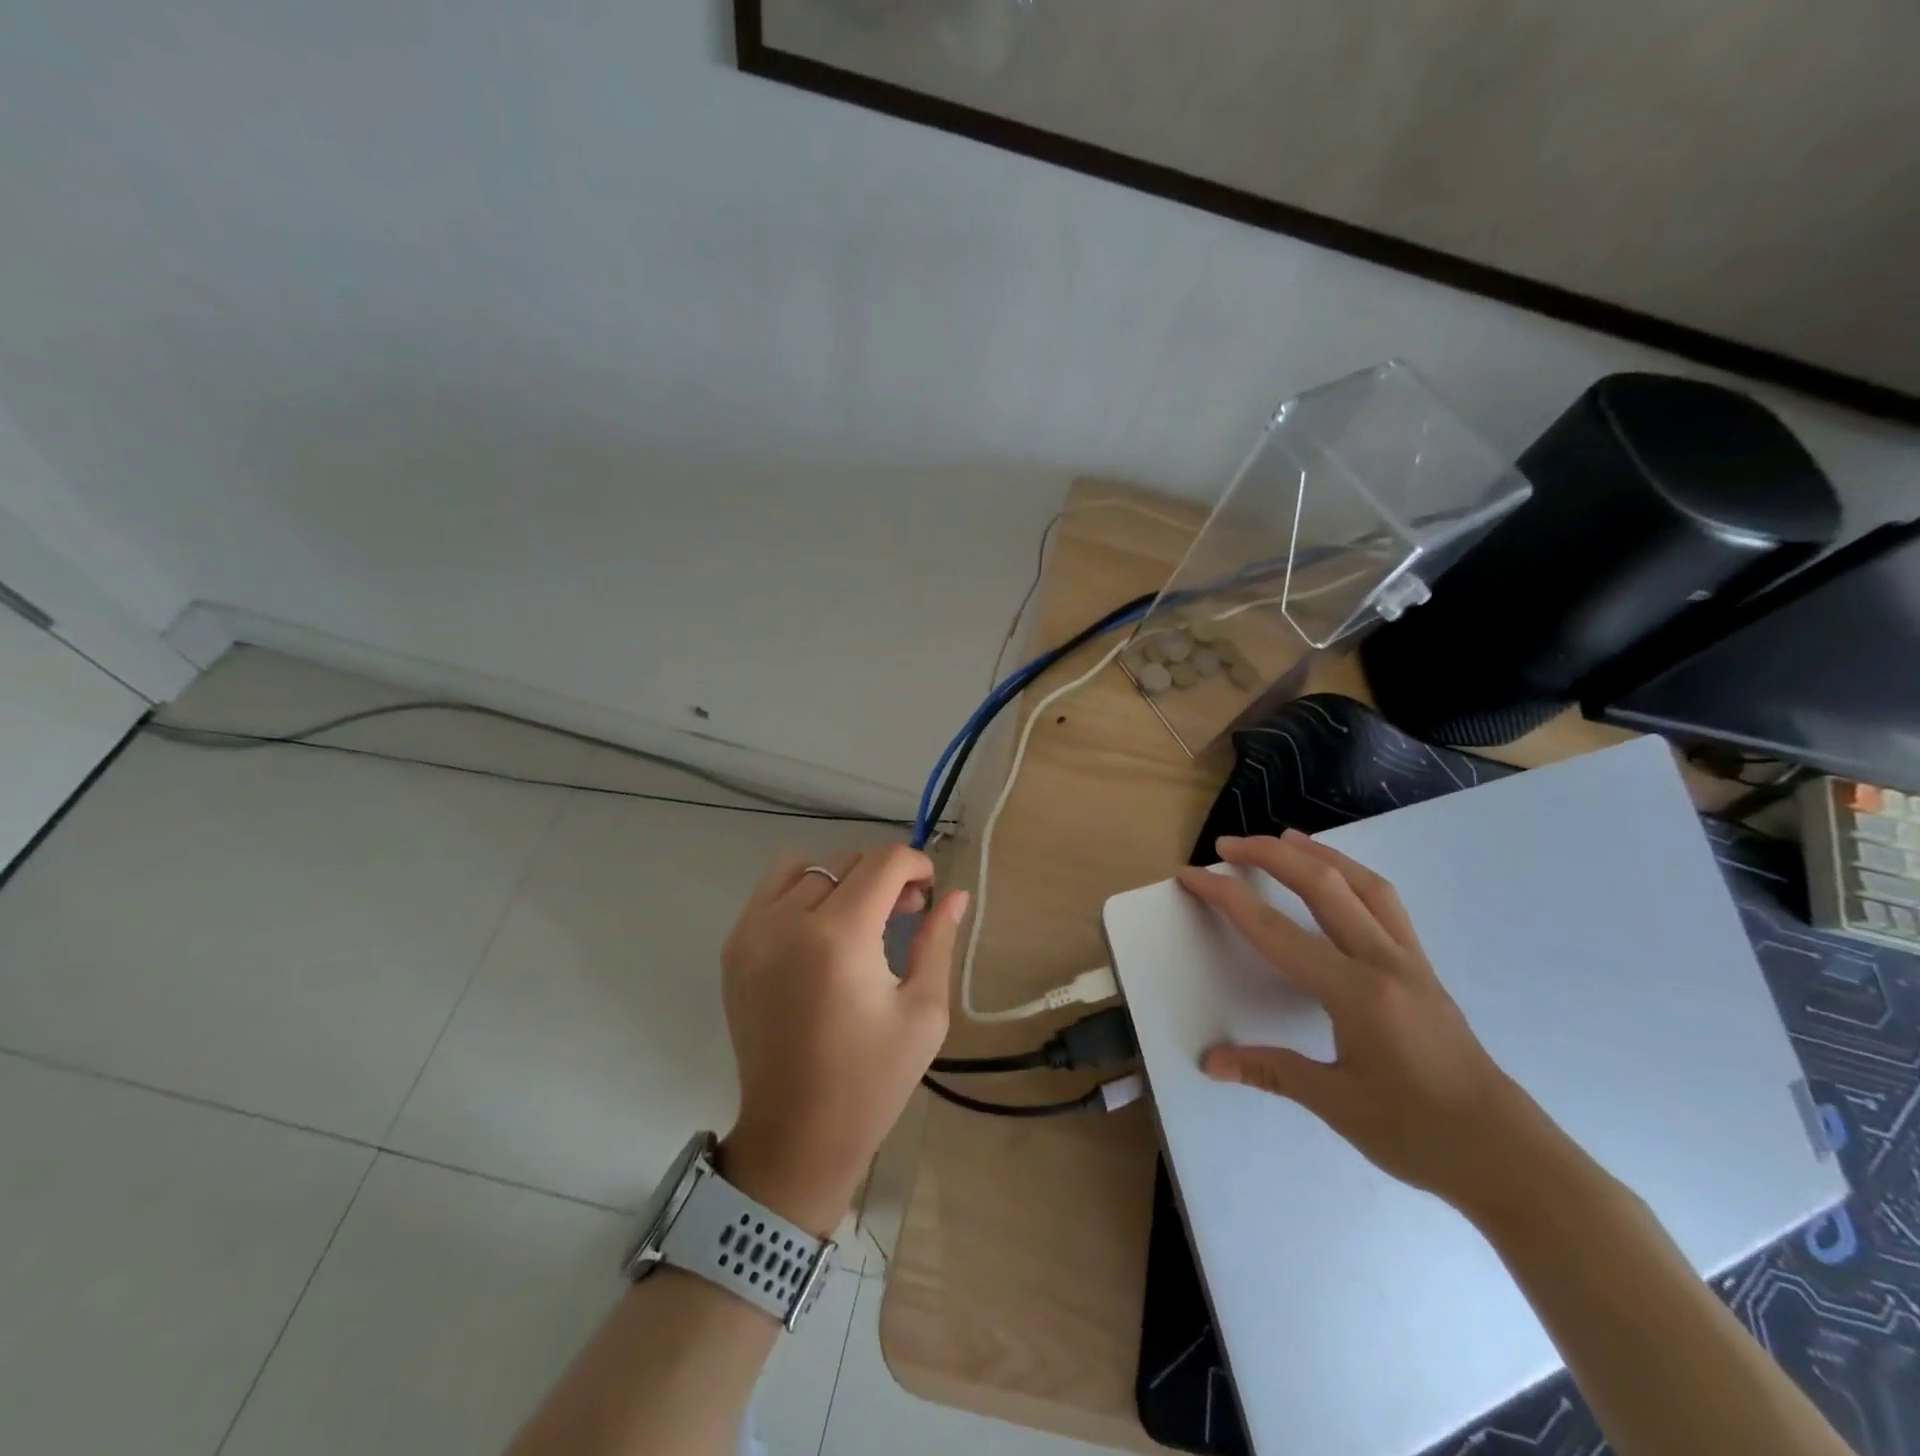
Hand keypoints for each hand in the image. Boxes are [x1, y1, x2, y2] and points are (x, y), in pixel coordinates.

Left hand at [718, 844, 968, 1234]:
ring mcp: (752, 932)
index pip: (883, 863)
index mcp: (840, 937)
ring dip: (843, 877)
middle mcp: (788, 921)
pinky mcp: (734, 948)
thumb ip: (938, 941)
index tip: (930, 891)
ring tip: (862, 916)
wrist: (796, 1136)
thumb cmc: (871, 1081)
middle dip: (884, 875)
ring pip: (807, 866)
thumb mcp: (923, 1012)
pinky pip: (771, 890)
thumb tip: (955, 895)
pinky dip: (803, 890)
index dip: (916, 864)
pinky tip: (823, 928)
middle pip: (847, 860)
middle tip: (906, 912)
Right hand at [1178, 830, 1547, 1212]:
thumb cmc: (1419, 1134)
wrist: (1508, 1157)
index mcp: (1356, 993)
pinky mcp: (1423, 968)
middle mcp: (1384, 962)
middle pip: (1323, 886)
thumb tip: (1212, 1063)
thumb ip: (1272, 1071)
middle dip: (1271, 856)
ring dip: (1319, 854)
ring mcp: (1409, 960)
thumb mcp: (1338, 1105)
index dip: (1228, 899)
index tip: (1193, 877)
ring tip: (1284, 838)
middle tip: (1228, 846)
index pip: (1277, 932)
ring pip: (1363, 884)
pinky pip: (1386, 904)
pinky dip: (1353, 876)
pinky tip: (1338, 880)